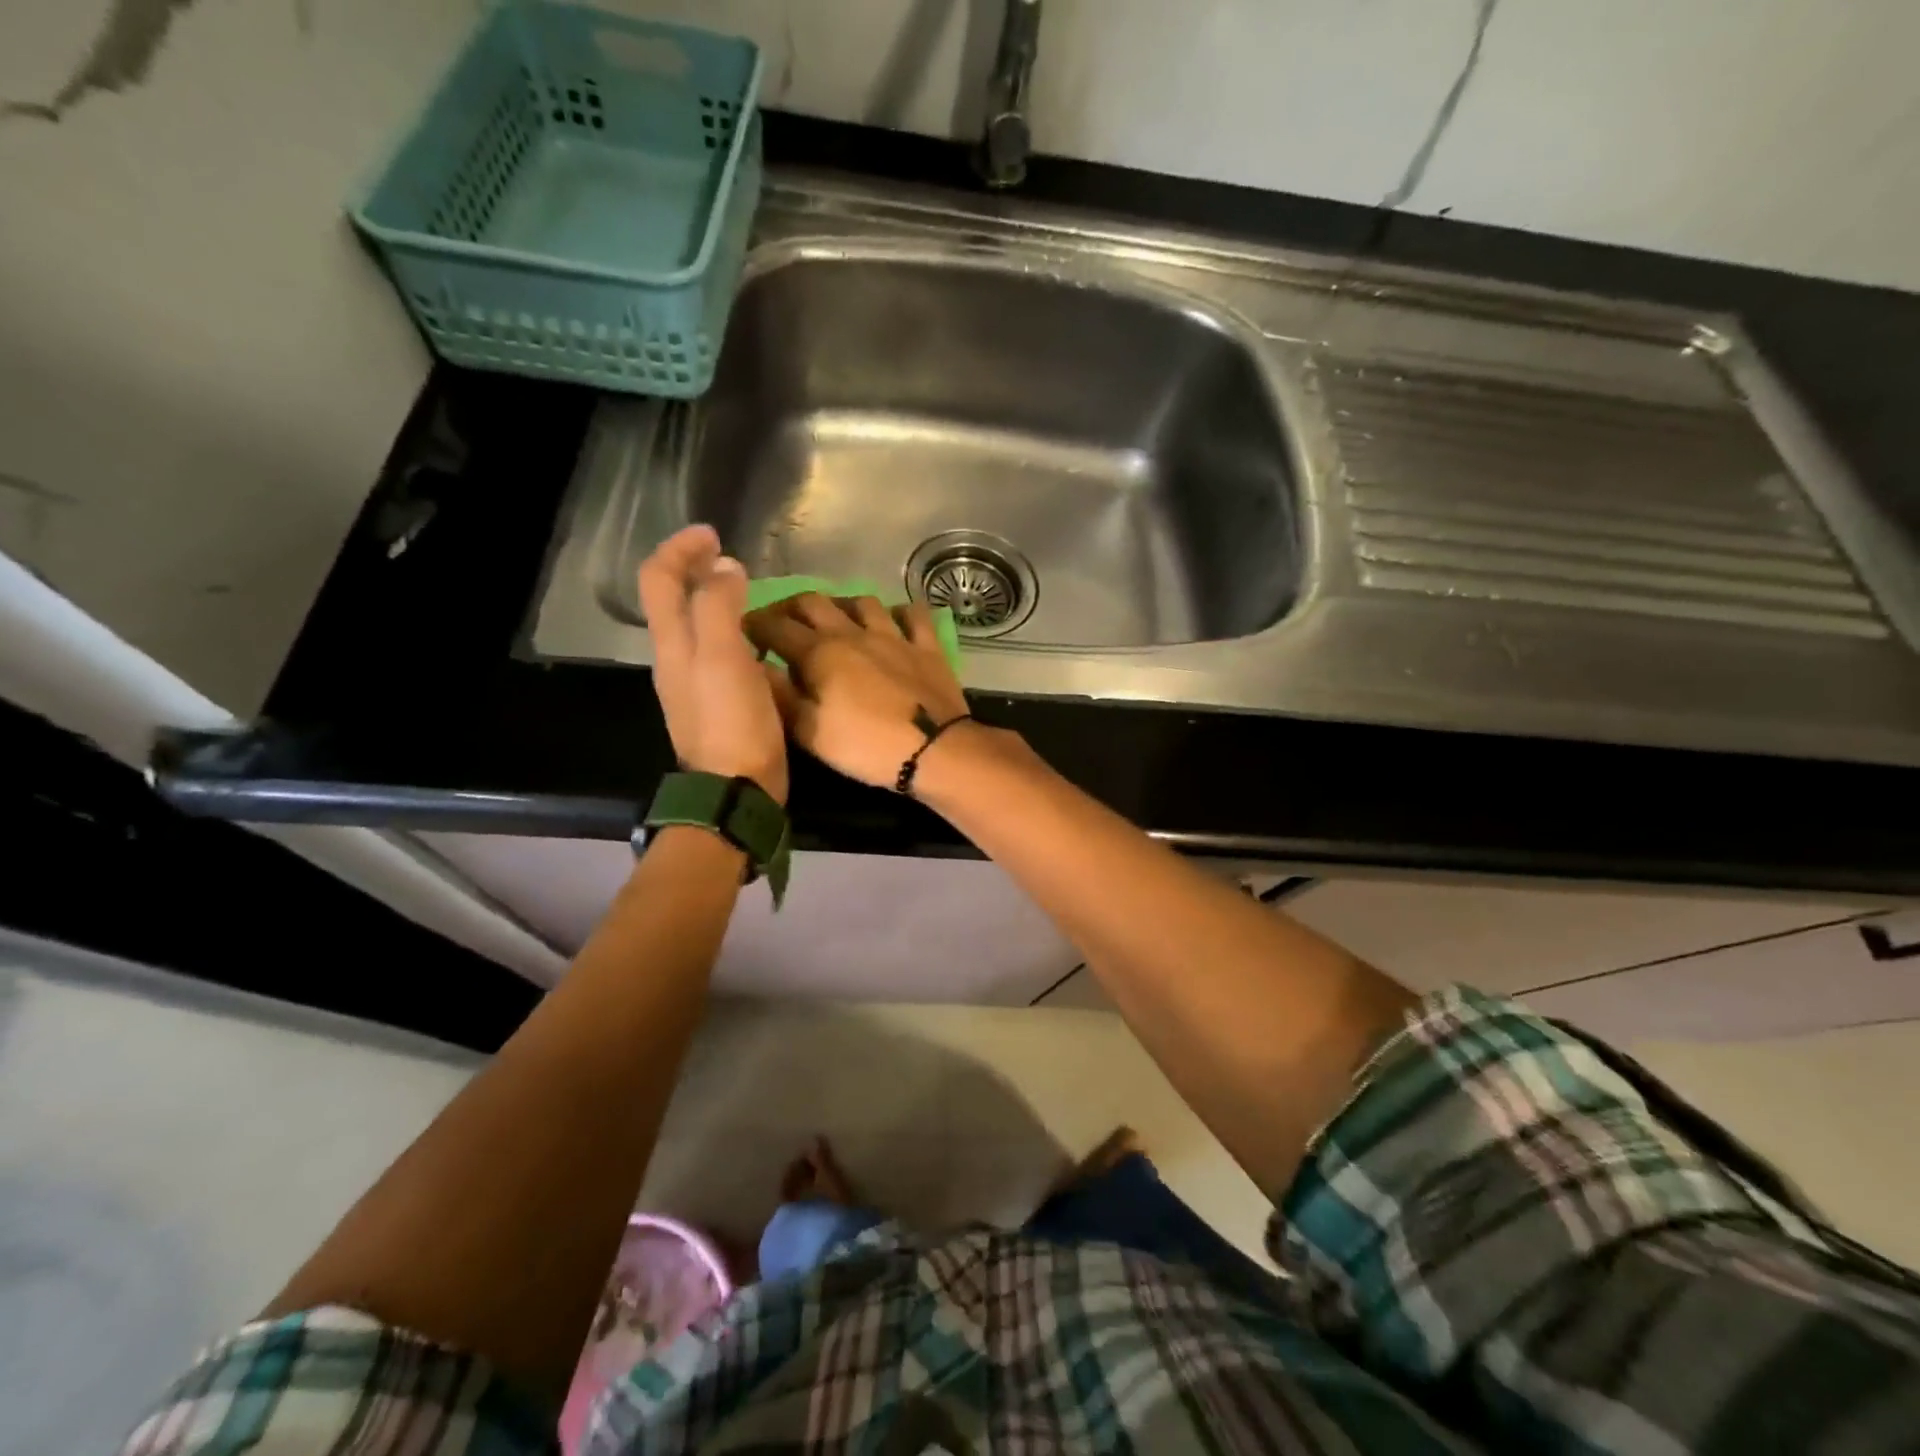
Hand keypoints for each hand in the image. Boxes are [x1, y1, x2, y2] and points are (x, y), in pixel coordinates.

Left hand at [638, 525, 787, 804]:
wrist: (736, 790)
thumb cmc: (731, 722)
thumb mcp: (724, 657)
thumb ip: (720, 606)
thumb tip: (725, 568)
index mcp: (672, 643)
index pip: (659, 579)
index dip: (680, 549)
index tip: (713, 534)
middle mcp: (675, 658)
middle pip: (673, 600)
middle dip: (695, 569)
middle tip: (730, 558)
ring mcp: (695, 684)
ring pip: (695, 626)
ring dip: (714, 599)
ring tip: (748, 592)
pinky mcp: (718, 703)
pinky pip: (718, 652)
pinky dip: (733, 631)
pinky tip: (761, 641)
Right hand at [745, 594, 969, 790]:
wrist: (934, 750)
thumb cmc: (865, 746)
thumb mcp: (809, 732)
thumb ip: (781, 696)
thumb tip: (756, 667)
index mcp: (819, 652)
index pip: (776, 627)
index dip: (754, 625)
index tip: (741, 629)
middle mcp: (853, 633)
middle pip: (814, 601)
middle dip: (790, 606)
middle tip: (781, 621)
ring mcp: (894, 635)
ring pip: (863, 602)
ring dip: (842, 605)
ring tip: (835, 619)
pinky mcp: (927, 647)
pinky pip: (914, 616)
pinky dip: (900, 613)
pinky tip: (894, 620)